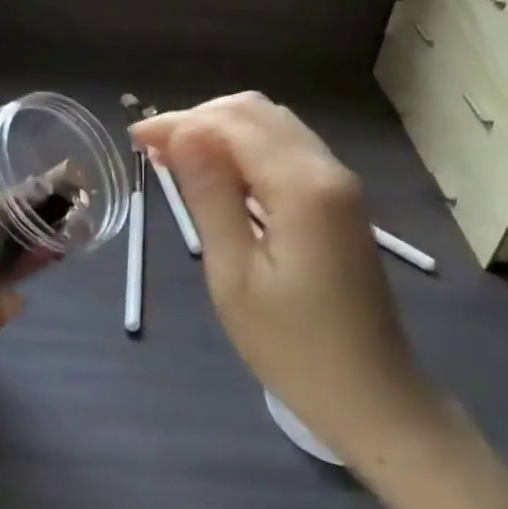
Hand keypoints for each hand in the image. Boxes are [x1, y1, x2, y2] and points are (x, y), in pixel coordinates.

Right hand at [133, 93, 444, 466]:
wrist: (372, 396)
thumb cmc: (292, 347)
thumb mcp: (235, 275)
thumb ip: (210, 196)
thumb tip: (183, 132)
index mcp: (301, 186)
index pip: (231, 124)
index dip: (180, 123)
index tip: (135, 140)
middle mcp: (327, 169)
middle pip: (256, 112)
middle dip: (200, 118)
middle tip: (155, 150)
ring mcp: (339, 184)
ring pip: (274, 126)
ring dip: (223, 130)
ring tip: (179, 158)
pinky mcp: (341, 202)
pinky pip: (289, 150)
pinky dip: (247, 149)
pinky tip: (220, 175)